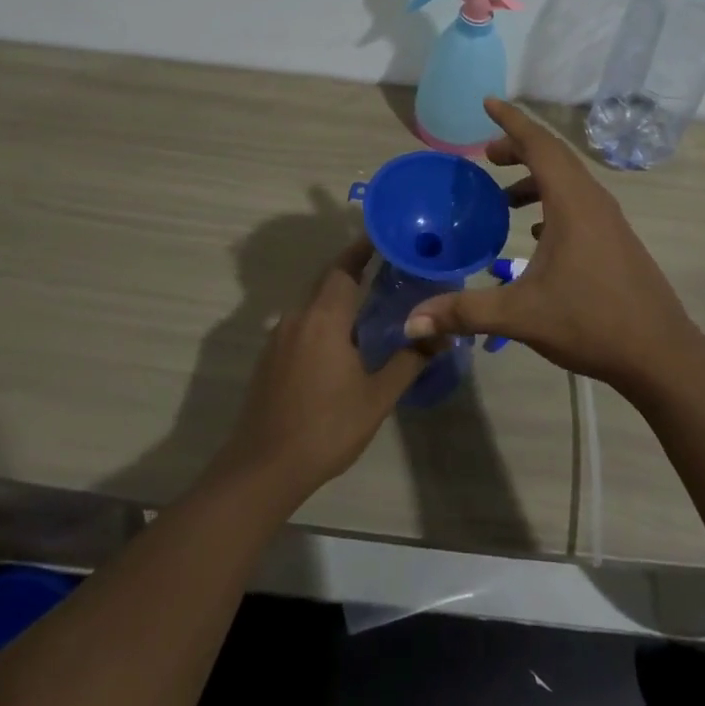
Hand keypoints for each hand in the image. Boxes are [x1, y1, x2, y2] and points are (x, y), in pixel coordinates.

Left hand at [211, 238, 426, 505]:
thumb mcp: (376, 398)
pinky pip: (302, 325)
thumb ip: (409, 361)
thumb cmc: (325, 428)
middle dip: (354, 271)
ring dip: (339, 300)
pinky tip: (341, 344)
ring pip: (314, 305)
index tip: (383, 237)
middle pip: (328, 282)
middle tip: (388, 270)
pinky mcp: (269, 358)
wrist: (262, 469)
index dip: (362, 249)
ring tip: (371, 307)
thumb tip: (442, 335)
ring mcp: (279, 337)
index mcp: (324, 318)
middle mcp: (298, 317)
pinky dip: (324, 321)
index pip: (343, 267)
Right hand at [404, 98, 700, 394]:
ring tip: (504, 197)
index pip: (538, 143)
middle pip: (553, 156)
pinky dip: (552, 201)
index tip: (487, 102)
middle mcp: (592, 200)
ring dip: (535, 178)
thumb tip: (412, 320)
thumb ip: (465, 311)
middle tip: (486, 155)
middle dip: (518, 147)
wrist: (662, 355)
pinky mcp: (615, 239)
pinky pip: (578, 203)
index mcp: (572, 202)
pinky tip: (536, 231)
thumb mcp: (521, 315)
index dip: (511, 120)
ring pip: (567, 180)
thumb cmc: (591, 322)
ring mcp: (608, 220)